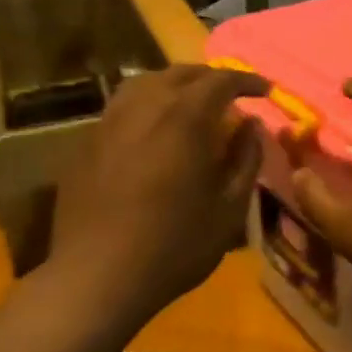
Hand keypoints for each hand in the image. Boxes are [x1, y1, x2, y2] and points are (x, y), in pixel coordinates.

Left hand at [28, 64, 267, 336]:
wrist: (96, 279)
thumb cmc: (174, 245)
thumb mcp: (229, 208)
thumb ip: (246, 159)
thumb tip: (251, 125)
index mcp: (184, 118)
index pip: (221, 80)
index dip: (247, 81)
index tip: (265, 90)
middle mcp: (144, 107)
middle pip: (181, 73)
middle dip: (211, 78)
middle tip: (231, 94)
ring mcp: (109, 122)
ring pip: (146, 83)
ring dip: (175, 85)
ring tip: (190, 103)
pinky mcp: (86, 143)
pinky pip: (122, 107)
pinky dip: (147, 104)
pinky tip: (153, 130)